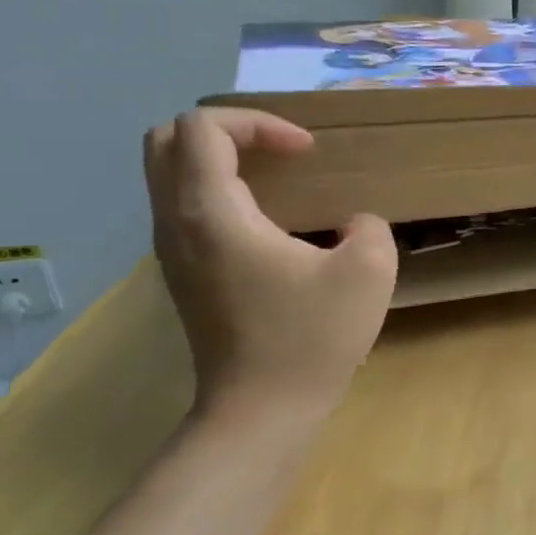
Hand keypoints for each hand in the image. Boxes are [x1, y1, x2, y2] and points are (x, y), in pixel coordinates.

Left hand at [144, 107, 396, 423]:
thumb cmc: (311, 339)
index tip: (307, 152)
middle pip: (166, 141)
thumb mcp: (369, 272)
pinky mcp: (182, 274)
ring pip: (169, 174)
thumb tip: (351, 225)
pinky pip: (183, 206)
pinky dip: (218, 190)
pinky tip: (268, 220)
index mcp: (212, 214)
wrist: (261, 411)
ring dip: (220, 160)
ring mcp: (171, 251)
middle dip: (228, 131)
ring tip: (278, 179)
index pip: (203, 128)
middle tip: (281, 152)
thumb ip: (368, 227)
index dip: (258, 123)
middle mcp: (176, 224)